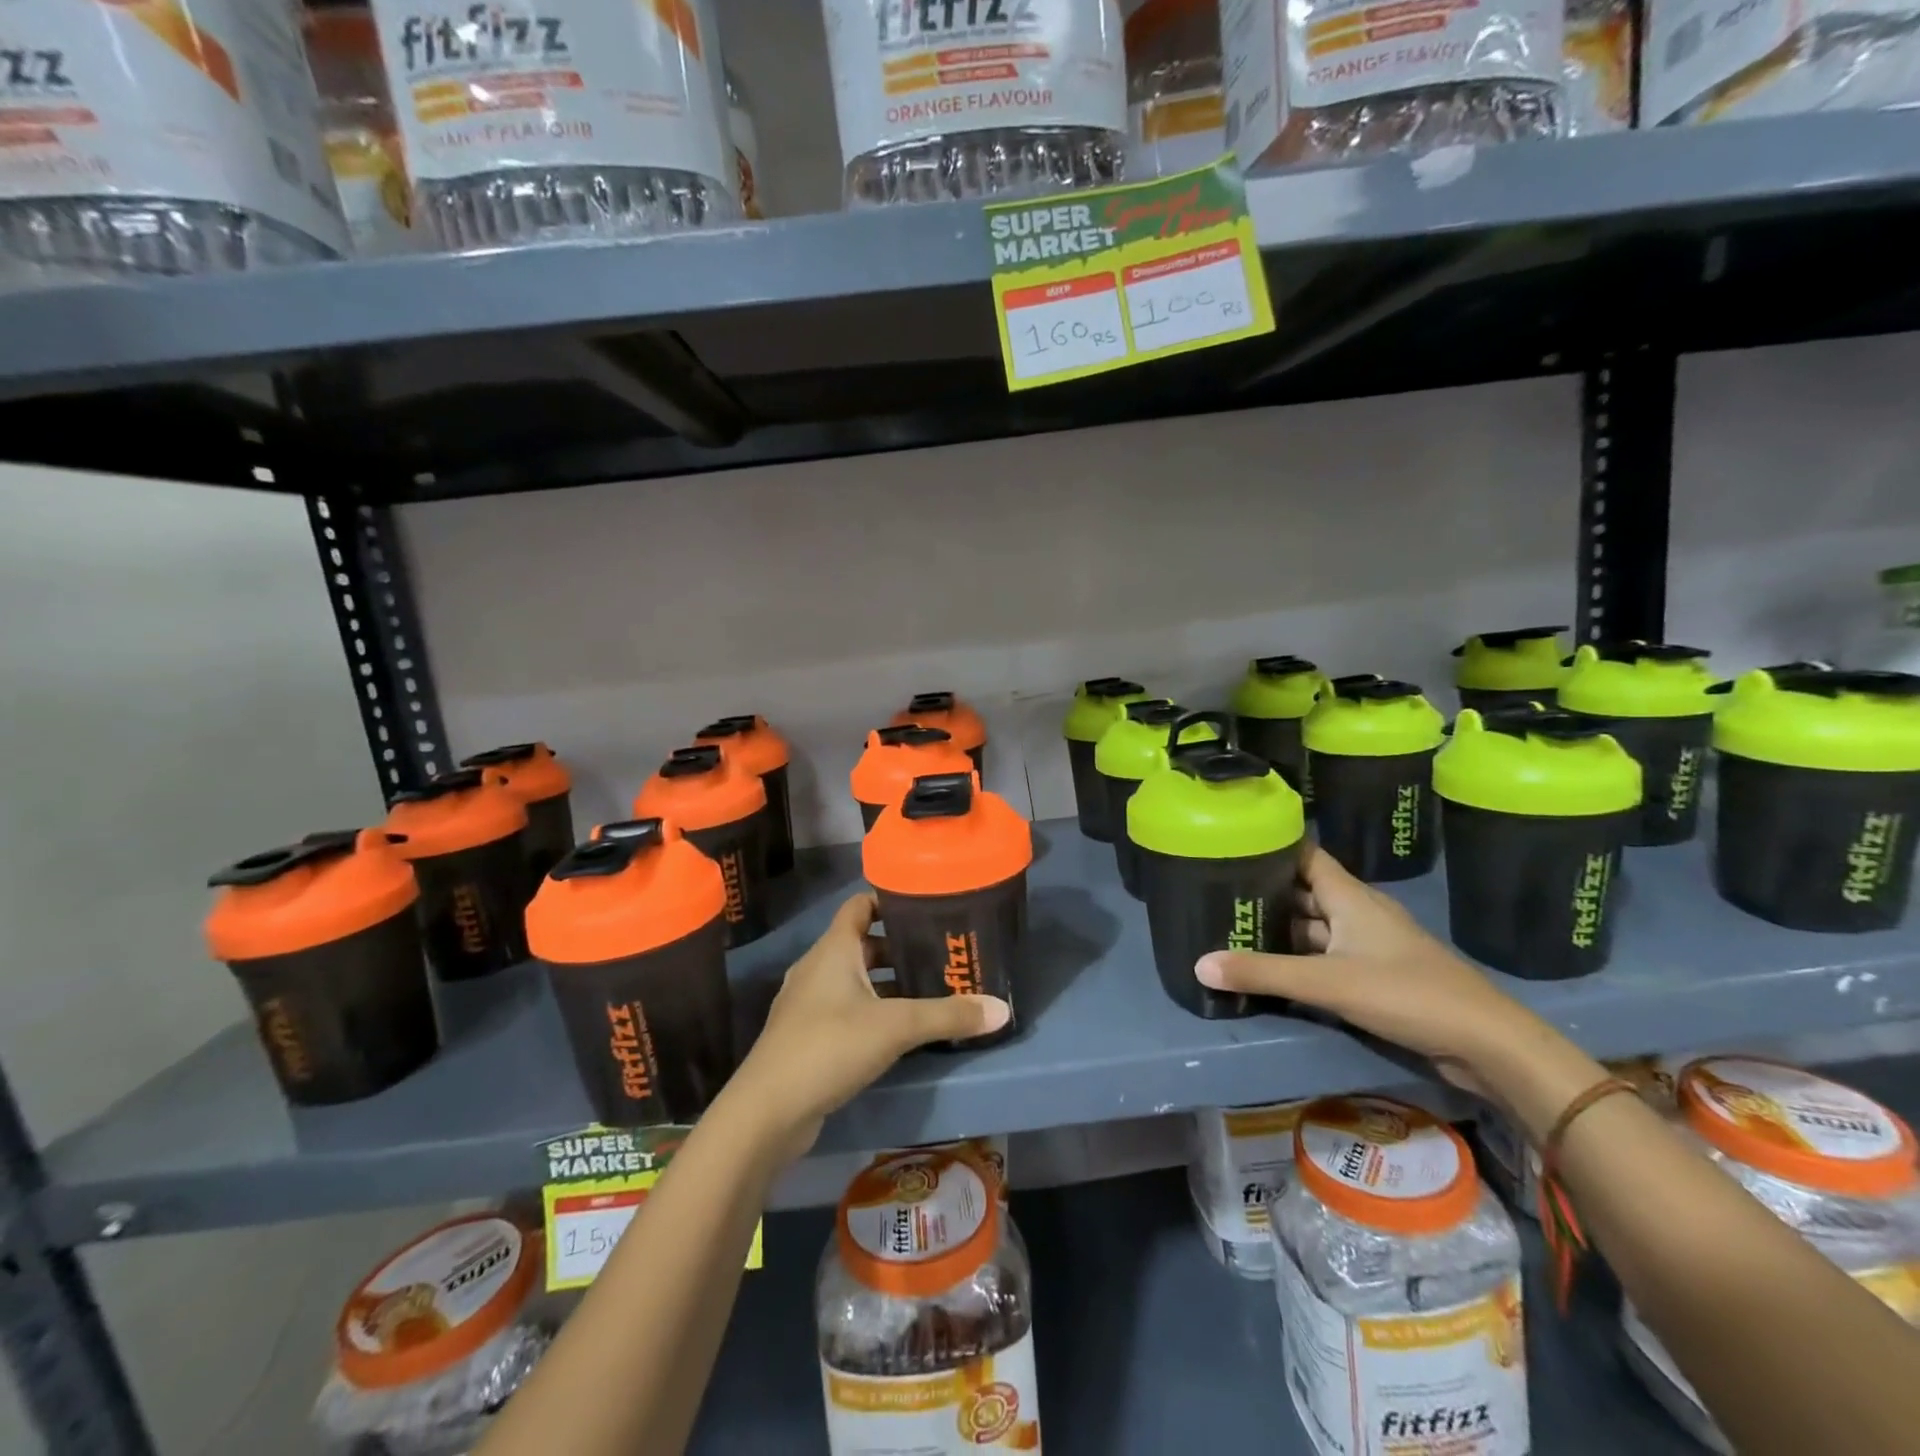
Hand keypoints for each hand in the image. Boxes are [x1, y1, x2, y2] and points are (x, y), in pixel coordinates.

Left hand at [723, 893, 1009, 1162]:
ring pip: (855, 978)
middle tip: (940, 952)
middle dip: (900, 946)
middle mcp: (818, 967)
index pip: (861, 905)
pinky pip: (847, 1009)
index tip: (926, 904)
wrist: (767, 1112)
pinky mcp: (808, 1036)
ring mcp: (809, 1003)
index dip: (890, 899)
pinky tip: (901, 1029)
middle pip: (863, 942)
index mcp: (833, 949)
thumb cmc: (829, 1047)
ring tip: (930, 989)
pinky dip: (873, 1010)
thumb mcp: (896, 1026)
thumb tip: (1002, 1009)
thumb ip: (948, 1015)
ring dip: (888, 981)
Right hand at [1194, 845, 1542, 1097]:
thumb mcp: (1327, 982)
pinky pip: (1326, 955)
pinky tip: (1271, 967)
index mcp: (1350, 897)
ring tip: (1233, 928)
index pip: (1304, 855)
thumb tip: (1199, 964)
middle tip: (1215, 893)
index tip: (1230, 845)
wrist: (1486, 1043)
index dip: (1271, 846)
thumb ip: (1263, 973)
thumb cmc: (1406, 993)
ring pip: (1314, 926)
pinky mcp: (1376, 974)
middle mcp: (1358, 912)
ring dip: (1281, 928)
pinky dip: (1299, 957)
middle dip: (1265, 892)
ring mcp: (1369, 944)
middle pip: (1304, 891)